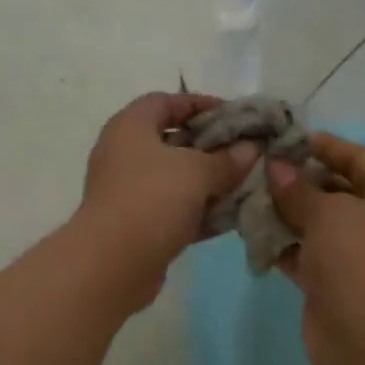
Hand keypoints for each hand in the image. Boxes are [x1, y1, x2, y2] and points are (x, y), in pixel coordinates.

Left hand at [76, 93, 256, 308]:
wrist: (113, 263)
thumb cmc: (152, 199)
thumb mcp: (197, 171)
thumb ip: (227, 158)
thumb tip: (250, 148)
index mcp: (130, 128)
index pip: (165, 102)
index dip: (200, 104)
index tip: (235, 115)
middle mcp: (125, 155)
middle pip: (173, 142)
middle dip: (212, 147)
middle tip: (246, 152)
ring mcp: (130, 193)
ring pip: (176, 180)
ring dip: (210, 183)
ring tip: (247, 184)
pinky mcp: (139, 226)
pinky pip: (175, 211)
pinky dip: (201, 212)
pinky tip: (233, 217)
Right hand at [268, 134, 364, 364]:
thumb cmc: (358, 259)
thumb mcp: (328, 212)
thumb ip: (298, 188)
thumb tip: (276, 166)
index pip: (360, 159)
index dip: (326, 146)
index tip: (287, 140)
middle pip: (336, 190)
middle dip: (298, 180)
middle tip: (258, 168)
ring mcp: (354, 255)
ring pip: (315, 224)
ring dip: (284, 212)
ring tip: (247, 196)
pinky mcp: (331, 282)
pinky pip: (303, 253)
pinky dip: (280, 244)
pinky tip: (250, 231)